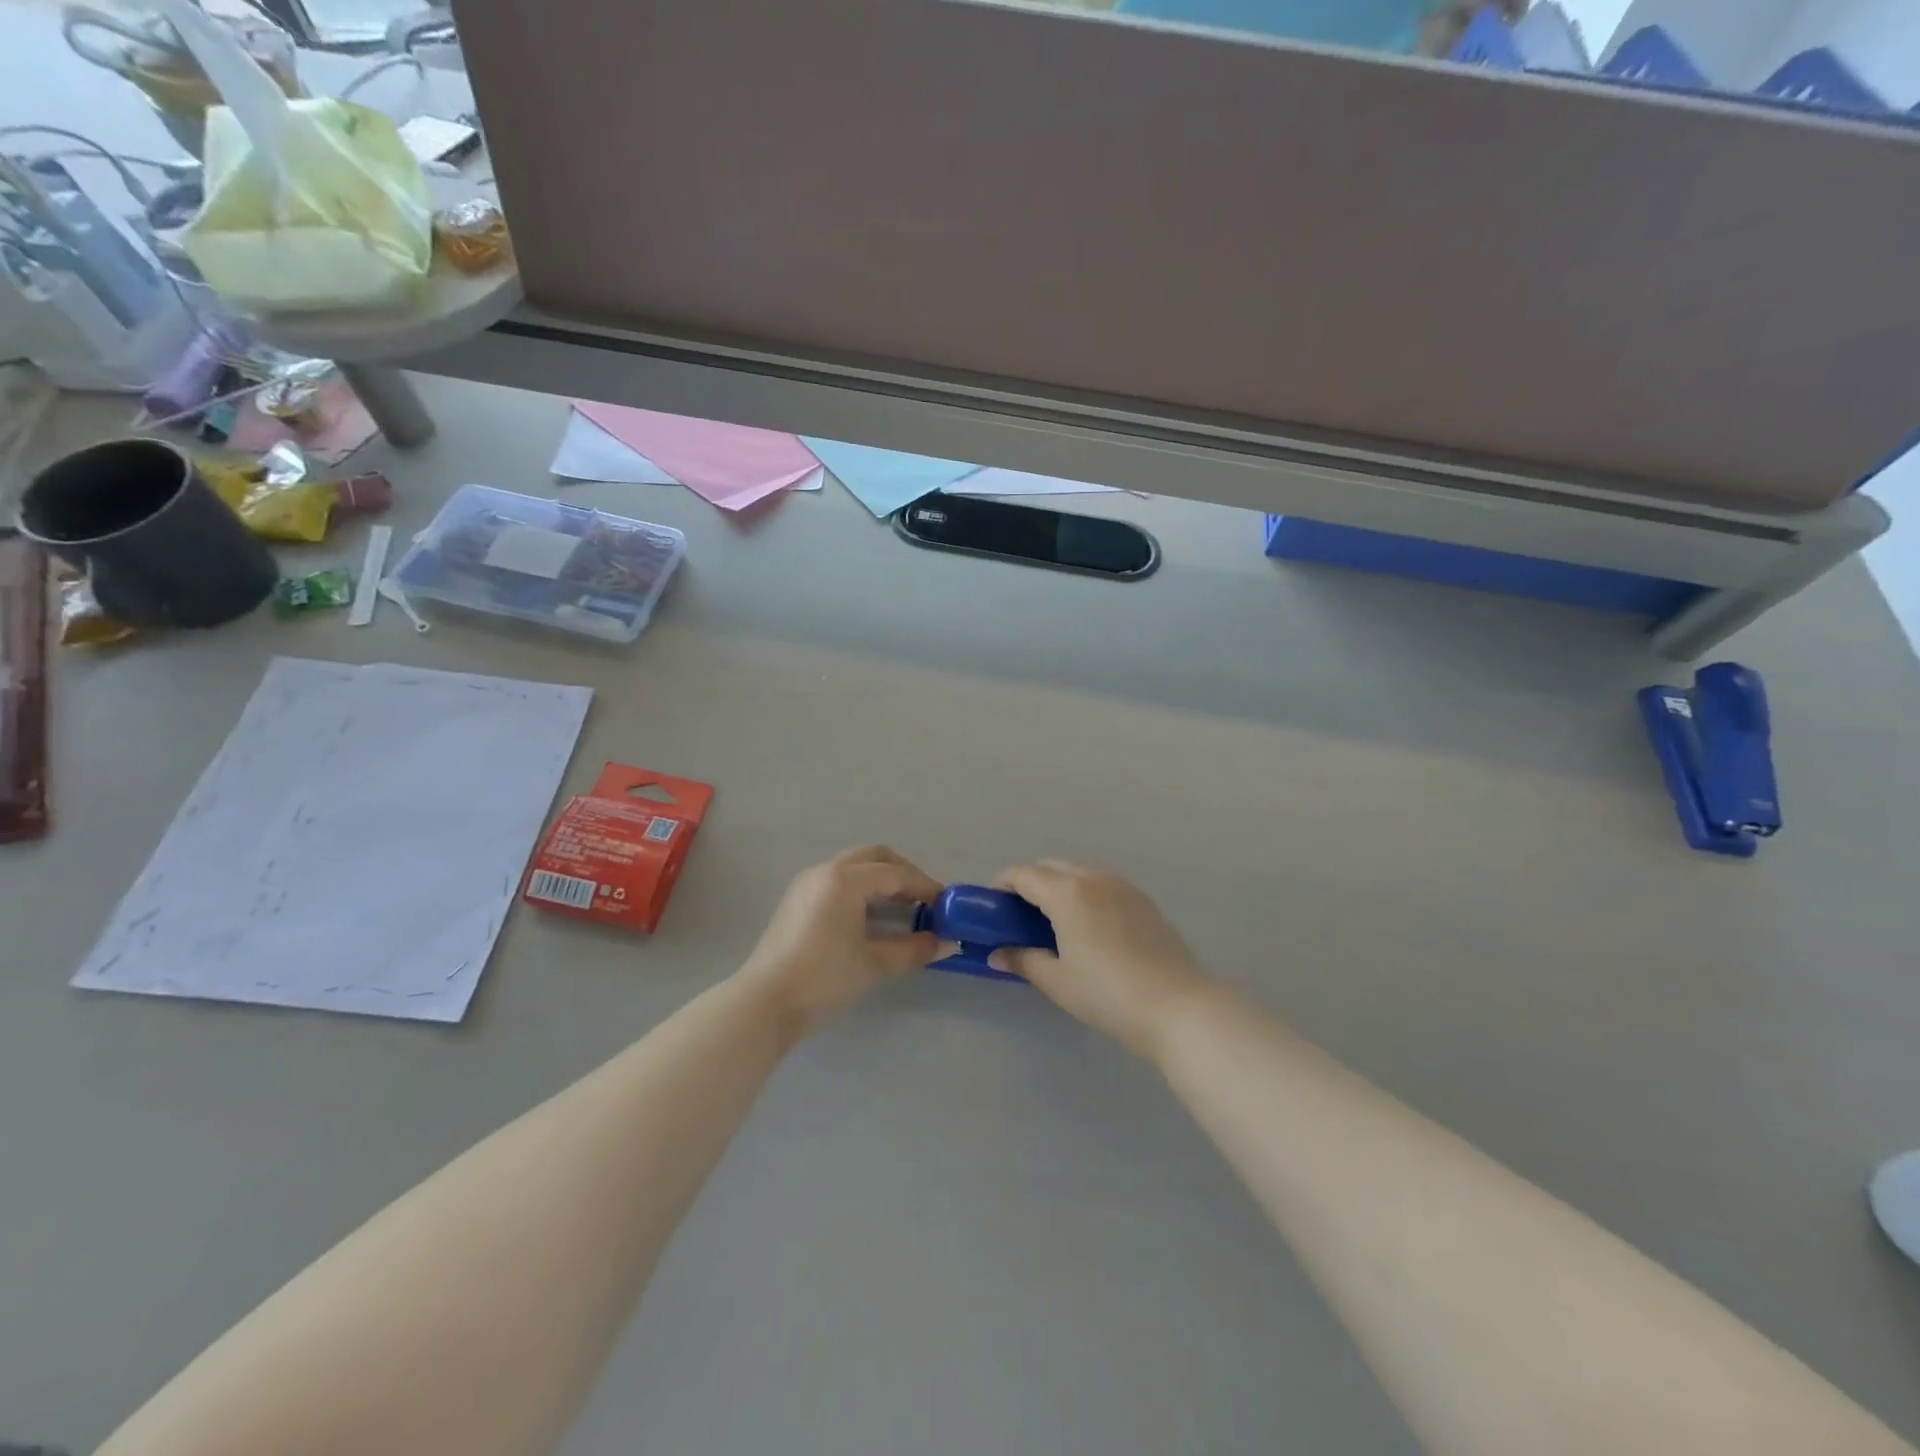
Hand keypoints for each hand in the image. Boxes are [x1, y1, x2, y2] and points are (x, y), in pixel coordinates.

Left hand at [738, 845, 942, 1034]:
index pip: (896, 874)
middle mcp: (825, 871)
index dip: (925, 887)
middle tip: (925, 900)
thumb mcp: (875, 964)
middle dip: (904, 874)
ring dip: (882, 879)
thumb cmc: (823, 979)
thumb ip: (914, 949)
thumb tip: (947, 943)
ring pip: (854, 866)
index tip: (946, 905)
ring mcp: (807, 883)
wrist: (764, 1004)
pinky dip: (861, 888)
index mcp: (846, 879)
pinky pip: (838, 880)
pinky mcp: (796, 900)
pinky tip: (871, 917)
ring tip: (902, 909)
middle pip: (875, 857)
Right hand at [992, 860, 1212, 1060]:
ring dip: (1058, 885)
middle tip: (1018, 914)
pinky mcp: (1142, 900)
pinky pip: (1101, 884)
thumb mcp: (1058, 981)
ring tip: (1052, 920)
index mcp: (1067, 893)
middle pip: (1051, 867)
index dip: (1003, 885)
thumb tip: (997, 953)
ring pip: (1079, 872)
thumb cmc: (1108, 994)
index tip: (992, 905)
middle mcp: (1094, 878)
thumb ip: (1023, 960)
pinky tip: (1086, 925)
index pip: (1024, 875)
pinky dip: (1084, 892)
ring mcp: (1122, 886)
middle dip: (1029, 882)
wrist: (1178, 1006)